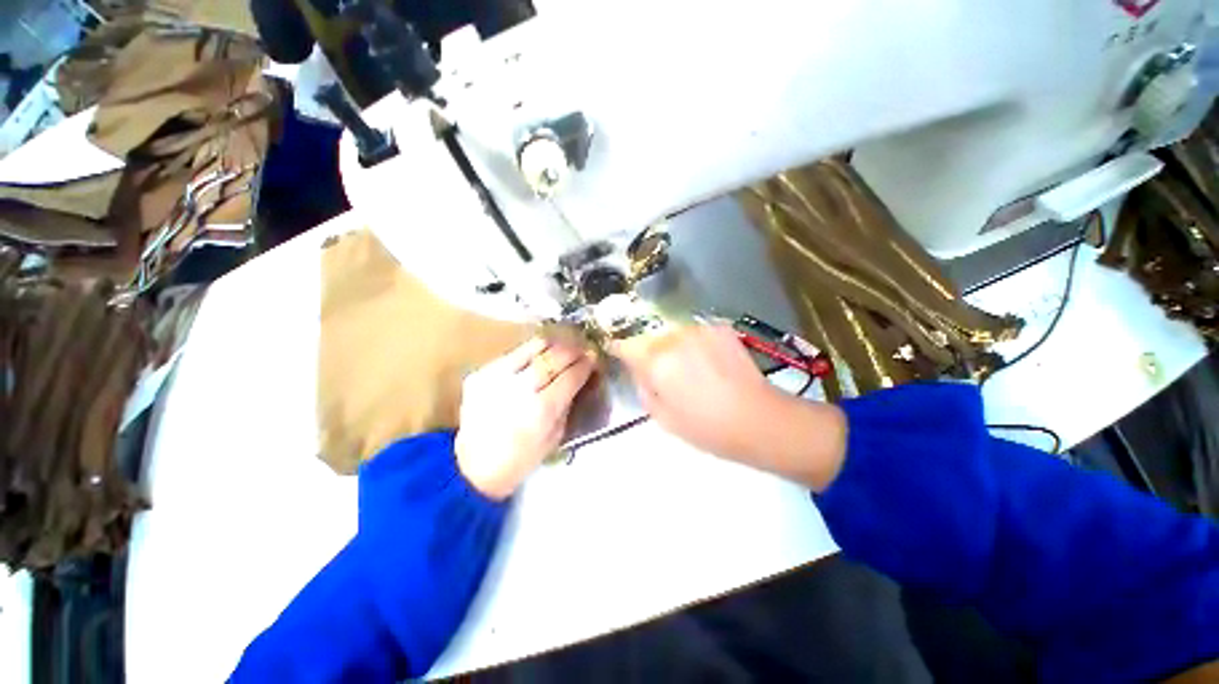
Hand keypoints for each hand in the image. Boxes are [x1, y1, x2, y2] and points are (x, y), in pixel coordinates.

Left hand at [455, 337, 595, 499]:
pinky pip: (513, 354)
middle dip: (573, 350)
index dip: (585, 364)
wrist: (473, 467)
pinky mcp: (480, 373)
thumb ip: (568, 402)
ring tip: (562, 348)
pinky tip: (537, 359)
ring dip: (553, 345)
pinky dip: (530, 353)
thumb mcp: (555, 436)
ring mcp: (496, 378)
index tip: (593, 358)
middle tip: (582, 349)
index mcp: (541, 410)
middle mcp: (519, 389)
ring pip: (533, 347)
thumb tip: (580, 377)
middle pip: (554, 357)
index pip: (570, 376)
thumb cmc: (522, 458)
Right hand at [613, 325, 847, 489]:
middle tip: (662, 371)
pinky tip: (708, 362)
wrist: (759, 419)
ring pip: (672, 333)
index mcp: (656, 362)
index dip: (619, 349)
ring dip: (672, 346)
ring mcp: (698, 329)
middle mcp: (674, 338)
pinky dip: (693, 344)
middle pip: (649, 337)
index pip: (624, 344)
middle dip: (649, 351)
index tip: (619, 355)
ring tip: (688, 368)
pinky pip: (694, 333)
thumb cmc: (707, 428)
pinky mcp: (719, 328)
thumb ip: (643, 388)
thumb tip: (639, 370)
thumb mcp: (663, 418)